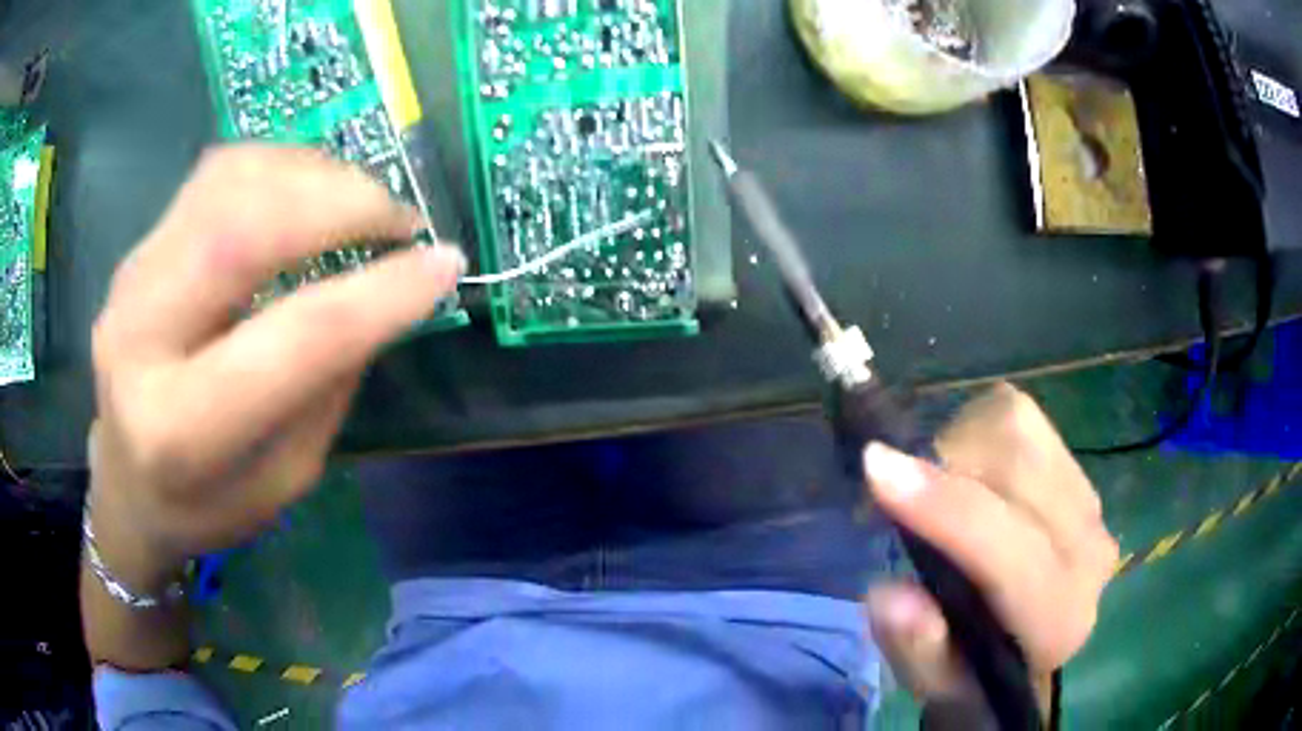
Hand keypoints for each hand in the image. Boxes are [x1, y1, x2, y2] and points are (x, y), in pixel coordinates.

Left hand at [88, 145, 464, 588]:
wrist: (125, 483)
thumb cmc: (206, 505)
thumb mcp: (285, 479)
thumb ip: (326, 388)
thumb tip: (382, 293)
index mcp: (181, 429)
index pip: (292, 341)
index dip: (378, 295)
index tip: (444, 264)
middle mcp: (140, 338)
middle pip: (245, 230)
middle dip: (342, 205)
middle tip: (401, 219)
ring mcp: (131, 278)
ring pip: (231, 182)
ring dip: (314, 176)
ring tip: (360, 202)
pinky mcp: (139, 248)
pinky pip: (216, 175)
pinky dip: (279, 167)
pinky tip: (308, 191)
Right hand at [862, 384, 1117, 711]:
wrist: (1027, 647)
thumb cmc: (973, 672)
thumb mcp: (933, 681)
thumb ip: (915, 647)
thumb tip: (888, 591)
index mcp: (1058, 620)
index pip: (1011, 553)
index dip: (945, 510)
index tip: (876, 470)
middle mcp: (1089, 551)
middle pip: (1018, 468)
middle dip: (945, 465)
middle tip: (897, 490)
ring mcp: (1090, 500)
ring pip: (1019, 429)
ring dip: (960, 445)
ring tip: (937, 488)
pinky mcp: (1077, 465)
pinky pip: (1018, 417)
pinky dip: (976, 431)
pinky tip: (967, 473)